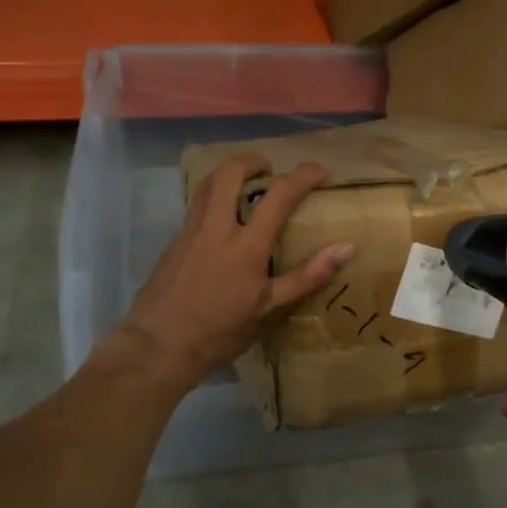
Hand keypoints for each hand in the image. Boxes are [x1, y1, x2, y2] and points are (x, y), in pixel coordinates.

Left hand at [117, 153, 353, 390]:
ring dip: (229, 175)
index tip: (319, 171)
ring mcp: (190, 232)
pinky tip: (222, 221)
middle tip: (269, 169)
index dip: (303, 176)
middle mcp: (216, 227)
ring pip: (206, 185)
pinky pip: (196, 206)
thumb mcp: (270, 309)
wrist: (159, 345)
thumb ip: (308, 276)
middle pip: (230, 173)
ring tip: (246, 186)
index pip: (279, 195)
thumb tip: (347, 248)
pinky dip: (213, 198)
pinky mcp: (174, 243)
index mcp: (246, 244)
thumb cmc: (220, 331)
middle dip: (252, 161)